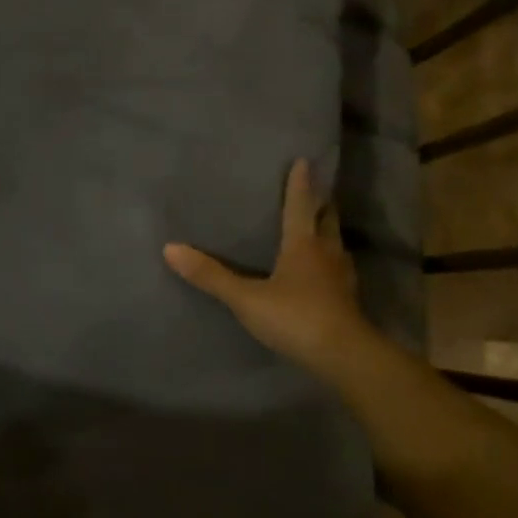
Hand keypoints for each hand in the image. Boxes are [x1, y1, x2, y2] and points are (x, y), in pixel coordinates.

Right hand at [163, 159, 368, 373]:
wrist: (344, 356)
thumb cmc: (295, 317)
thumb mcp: (246, 298)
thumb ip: (211, 276)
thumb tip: (170, 248)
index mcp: (304, 245)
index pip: (301, 206)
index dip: (301, 184)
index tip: (304, 161)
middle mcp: (327, 254)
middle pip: (327, 220)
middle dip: (321, 204)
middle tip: (314, 191)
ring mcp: (341, 277)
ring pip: (336, 244)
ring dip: (328, 231)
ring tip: (317, 227)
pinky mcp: (347, 299)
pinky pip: (338, 269)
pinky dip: (330, 260)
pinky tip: (322, 270)